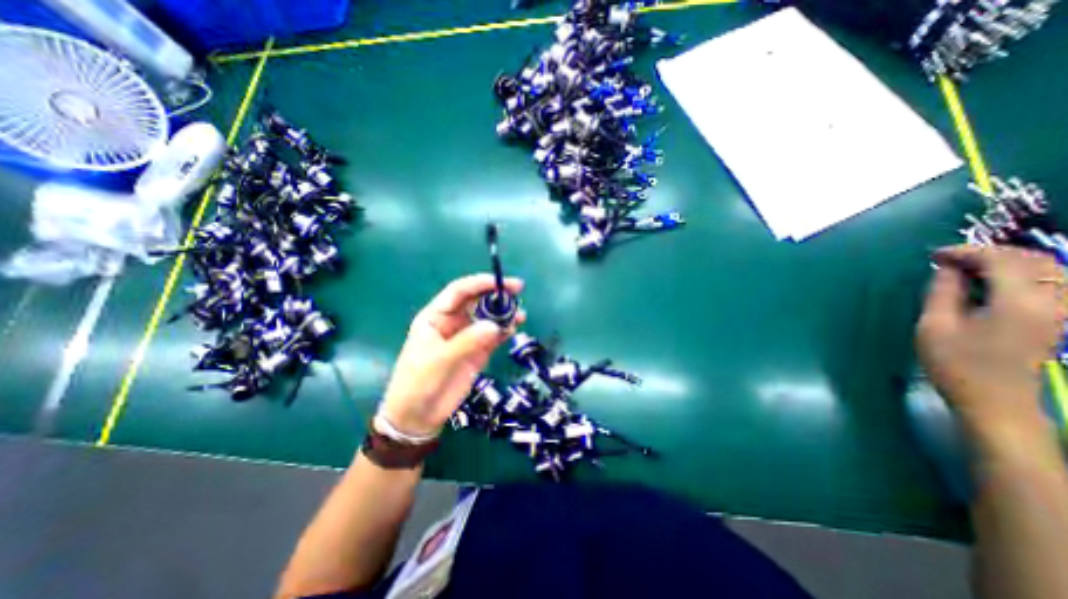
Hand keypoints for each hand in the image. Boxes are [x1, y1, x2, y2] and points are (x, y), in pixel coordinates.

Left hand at [378, 275, 525, 435]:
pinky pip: (493, 336)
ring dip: (504, 313)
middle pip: (477, 301)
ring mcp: (467, 336)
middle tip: (518, 291)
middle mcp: (453, 322)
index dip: (480, 283)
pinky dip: (504, 330)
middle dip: (496, 295)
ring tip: (520, 315)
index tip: (501, 282)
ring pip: (488, 317)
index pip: (459, 291)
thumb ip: (467, 341)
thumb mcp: (439, 359)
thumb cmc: (418, 383)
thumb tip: (495, 325)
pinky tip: (514, 329)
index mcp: (436, 316)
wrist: (418, 416)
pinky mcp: (478, 351)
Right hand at [913, 246, 1063, 437]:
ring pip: (1046, 269)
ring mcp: (1060, 311)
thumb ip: (943, 292)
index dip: (966, 252)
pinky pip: (1048, 283)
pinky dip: (1019, 273)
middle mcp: (1053, 301)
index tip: (933, 255)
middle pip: (1031, 260)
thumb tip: (947, 268)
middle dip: (987, 253)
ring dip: (1005, 261)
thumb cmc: (956, 363)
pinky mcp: (1057, 319)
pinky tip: (990, 280)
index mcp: (1020, 302)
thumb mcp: (935, 326)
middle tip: (948, 258)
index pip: (1001, 260)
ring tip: (966, 266)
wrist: (995, 401)